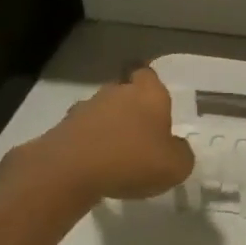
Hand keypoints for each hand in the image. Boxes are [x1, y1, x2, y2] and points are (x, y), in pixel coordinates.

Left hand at [18, 66, 194, 202]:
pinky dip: (89, 143)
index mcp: (149, 94)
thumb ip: (181, 153)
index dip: (152, 86)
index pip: (149, 74)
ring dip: (108, 126)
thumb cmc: (132, 160)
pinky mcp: (63, 127)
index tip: (156, 104)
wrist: (70, 170)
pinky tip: (95, 165)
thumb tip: (176, 147)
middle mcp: (116, 92)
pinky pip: (83, 131)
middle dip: (131, 108)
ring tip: (117, 153)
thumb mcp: (176, 166)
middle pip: (125, 91)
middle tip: (141, 133)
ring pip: (102, 111)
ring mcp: (86, 108)